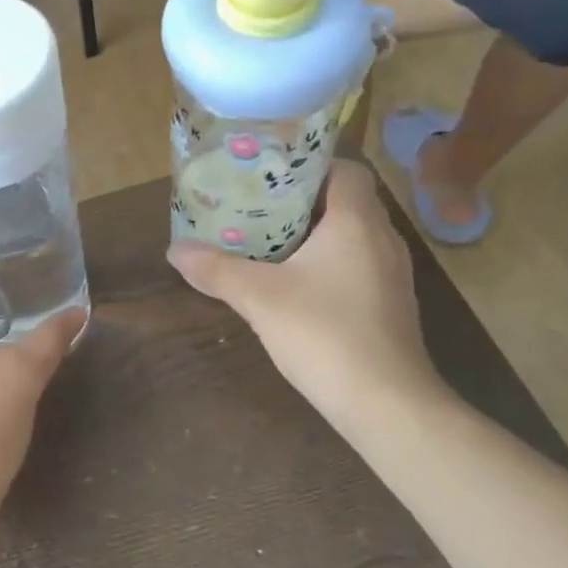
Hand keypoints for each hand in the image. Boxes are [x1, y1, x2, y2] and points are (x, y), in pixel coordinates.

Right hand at [166, 161, 443, 433]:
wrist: (385, 402)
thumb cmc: (324, 333)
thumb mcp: (259, 298)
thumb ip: (216, 270)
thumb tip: (174, 250)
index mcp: (357, 221)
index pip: (344, 168)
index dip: (309, 165)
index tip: (270, 175)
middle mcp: (382, 239)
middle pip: (345, 201)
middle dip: (301, 202)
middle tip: (256, 207)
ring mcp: (392, 274)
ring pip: (352, 236)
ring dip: (315, 236)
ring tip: (269, 242)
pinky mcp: (390, 305)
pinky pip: (358, 266)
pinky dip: (329, 265)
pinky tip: (296, 287)